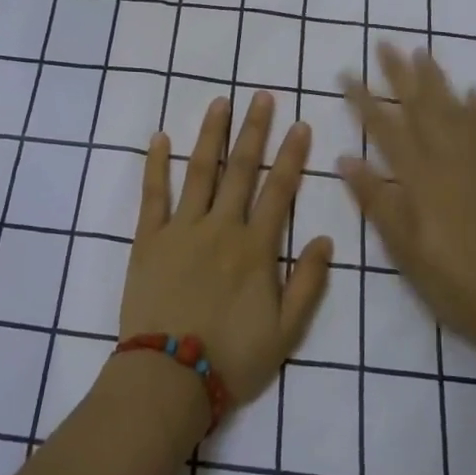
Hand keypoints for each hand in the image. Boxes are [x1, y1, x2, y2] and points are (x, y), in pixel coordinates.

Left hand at [120, 91, 333, 405]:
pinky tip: (159, 137)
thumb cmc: (232, 358)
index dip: (291, 156)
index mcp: (255, 247)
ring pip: (200, 170)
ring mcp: (182, 228)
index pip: (279, 190)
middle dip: (254, 130)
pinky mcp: (149, 238)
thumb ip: (309, 283)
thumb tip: (327, 239)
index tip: (299, 124)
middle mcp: (221, 227)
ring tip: (220, 102)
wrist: (169, 378)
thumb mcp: (286, 332)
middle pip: (241, 169)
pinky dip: (156, 163)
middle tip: (261, 96)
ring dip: (212, 134)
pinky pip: (153, 193)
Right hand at [340, 42, 475, 364]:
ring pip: (456, 110)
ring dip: (437, 81)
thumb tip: (345, 158)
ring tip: (422, 54)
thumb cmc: (453, 282)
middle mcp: (450, 160)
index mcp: (419, 179)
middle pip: (421, 108)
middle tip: (385, 44)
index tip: (347, 73)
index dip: (363, 99)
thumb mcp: (404, 249)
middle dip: (399, 75)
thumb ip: (376, 200)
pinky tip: (474, 92)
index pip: (385, 128)